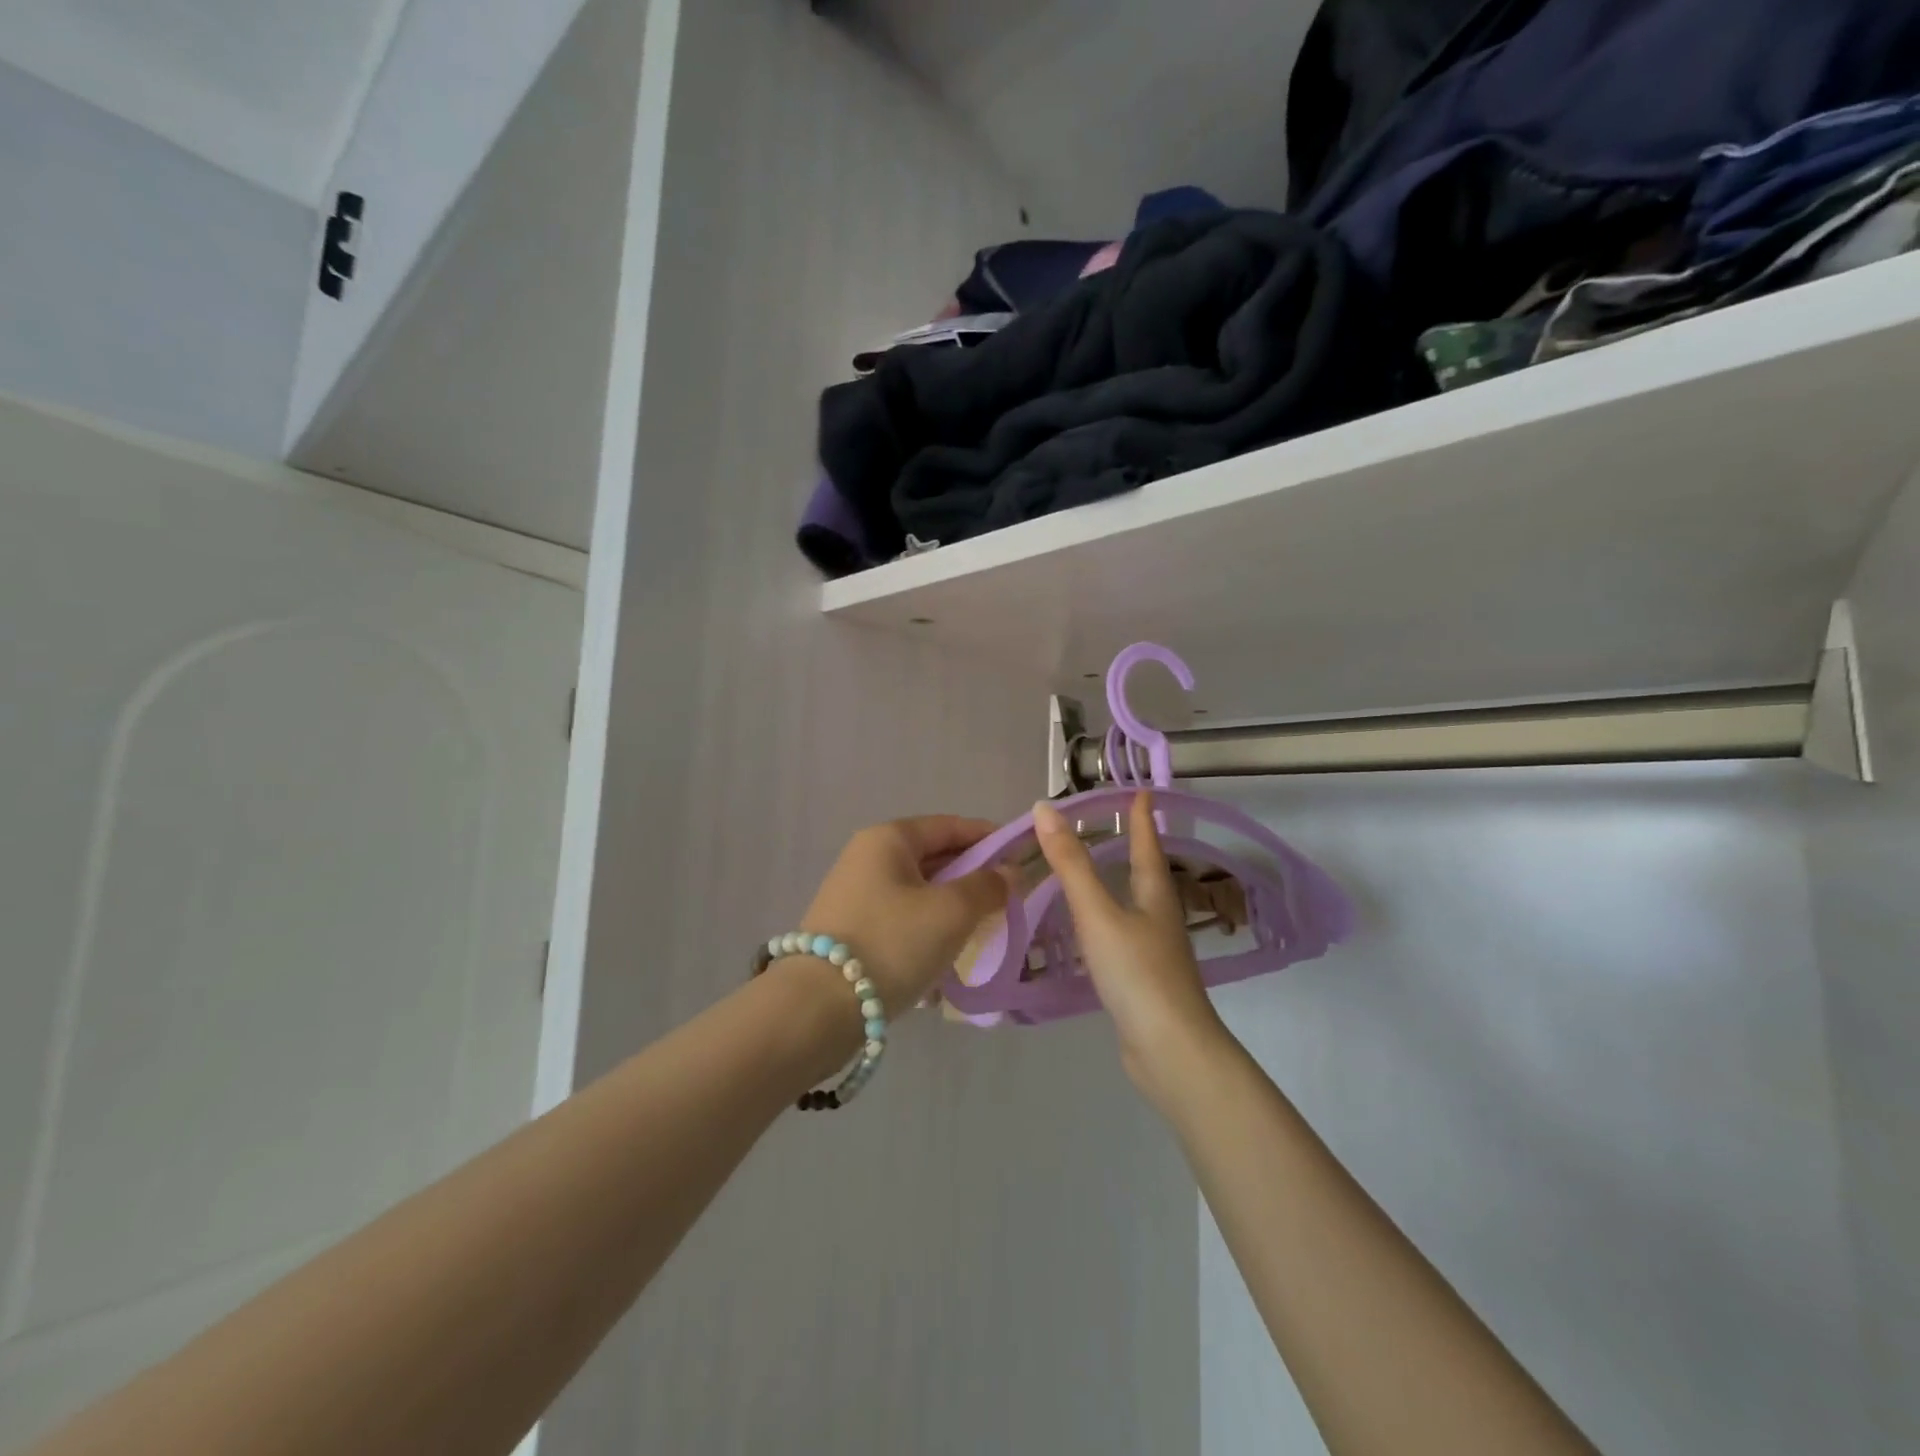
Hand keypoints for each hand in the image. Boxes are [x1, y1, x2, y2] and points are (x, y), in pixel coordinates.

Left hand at [800, 816, 1010, 1015]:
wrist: (818, 1007)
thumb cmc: (892, 943)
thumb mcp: (951, 912)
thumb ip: (987, 887)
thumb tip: (1010, 873)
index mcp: (889, 839)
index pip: (950, 826)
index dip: (989, 838)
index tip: (1022, 858)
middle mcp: (867, 857)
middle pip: (934, 857)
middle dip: (973, 876)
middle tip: (1009, 900)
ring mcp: (855, 894)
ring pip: (919, 891)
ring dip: (952, 906)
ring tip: (984, 929)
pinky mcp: (850, 930)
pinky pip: (902, 918)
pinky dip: (928, 928)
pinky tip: (947, 954)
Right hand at [1033, 792, 1227, 1094]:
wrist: (1169, 1050)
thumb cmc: (1136, 972)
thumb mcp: (1097, 914)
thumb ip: (1070, 864)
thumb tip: (1044, 809)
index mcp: (1155, 895)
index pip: (1148, 844)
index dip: (1141, 817)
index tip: (1140, 792)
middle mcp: (1160, 917)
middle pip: (1147, 873)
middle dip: (1134, 847)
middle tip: (1116, 826)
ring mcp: (1155, 951)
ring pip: (1136, 905)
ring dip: (1120, 884)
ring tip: (1099, 871)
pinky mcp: (1144, 979)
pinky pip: (1124, 935)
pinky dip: (1108, 920)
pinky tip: (1092, 931)